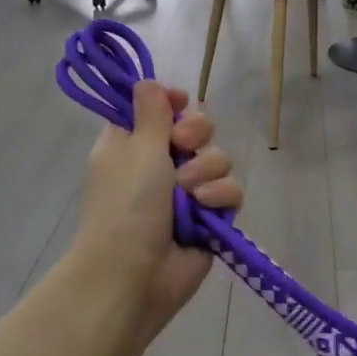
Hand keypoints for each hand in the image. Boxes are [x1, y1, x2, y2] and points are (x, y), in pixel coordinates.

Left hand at [74, 80, 241, 338]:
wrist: (133, 274)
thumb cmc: (125, 205)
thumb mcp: (135, 149)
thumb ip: (150, 112)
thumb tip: (148, 81)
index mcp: (133, 144)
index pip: (159, 109)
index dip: (172, 104)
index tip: (178, 104)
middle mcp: (161, 164)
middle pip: (197, 128)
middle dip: (196, 135)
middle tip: (181, 147)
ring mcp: (188, 192)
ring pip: (218, 159)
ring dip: (205, 172)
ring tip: (188, 194)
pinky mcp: (210, 217)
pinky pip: (230, 191)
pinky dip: (219, 198)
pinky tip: (205, 211)